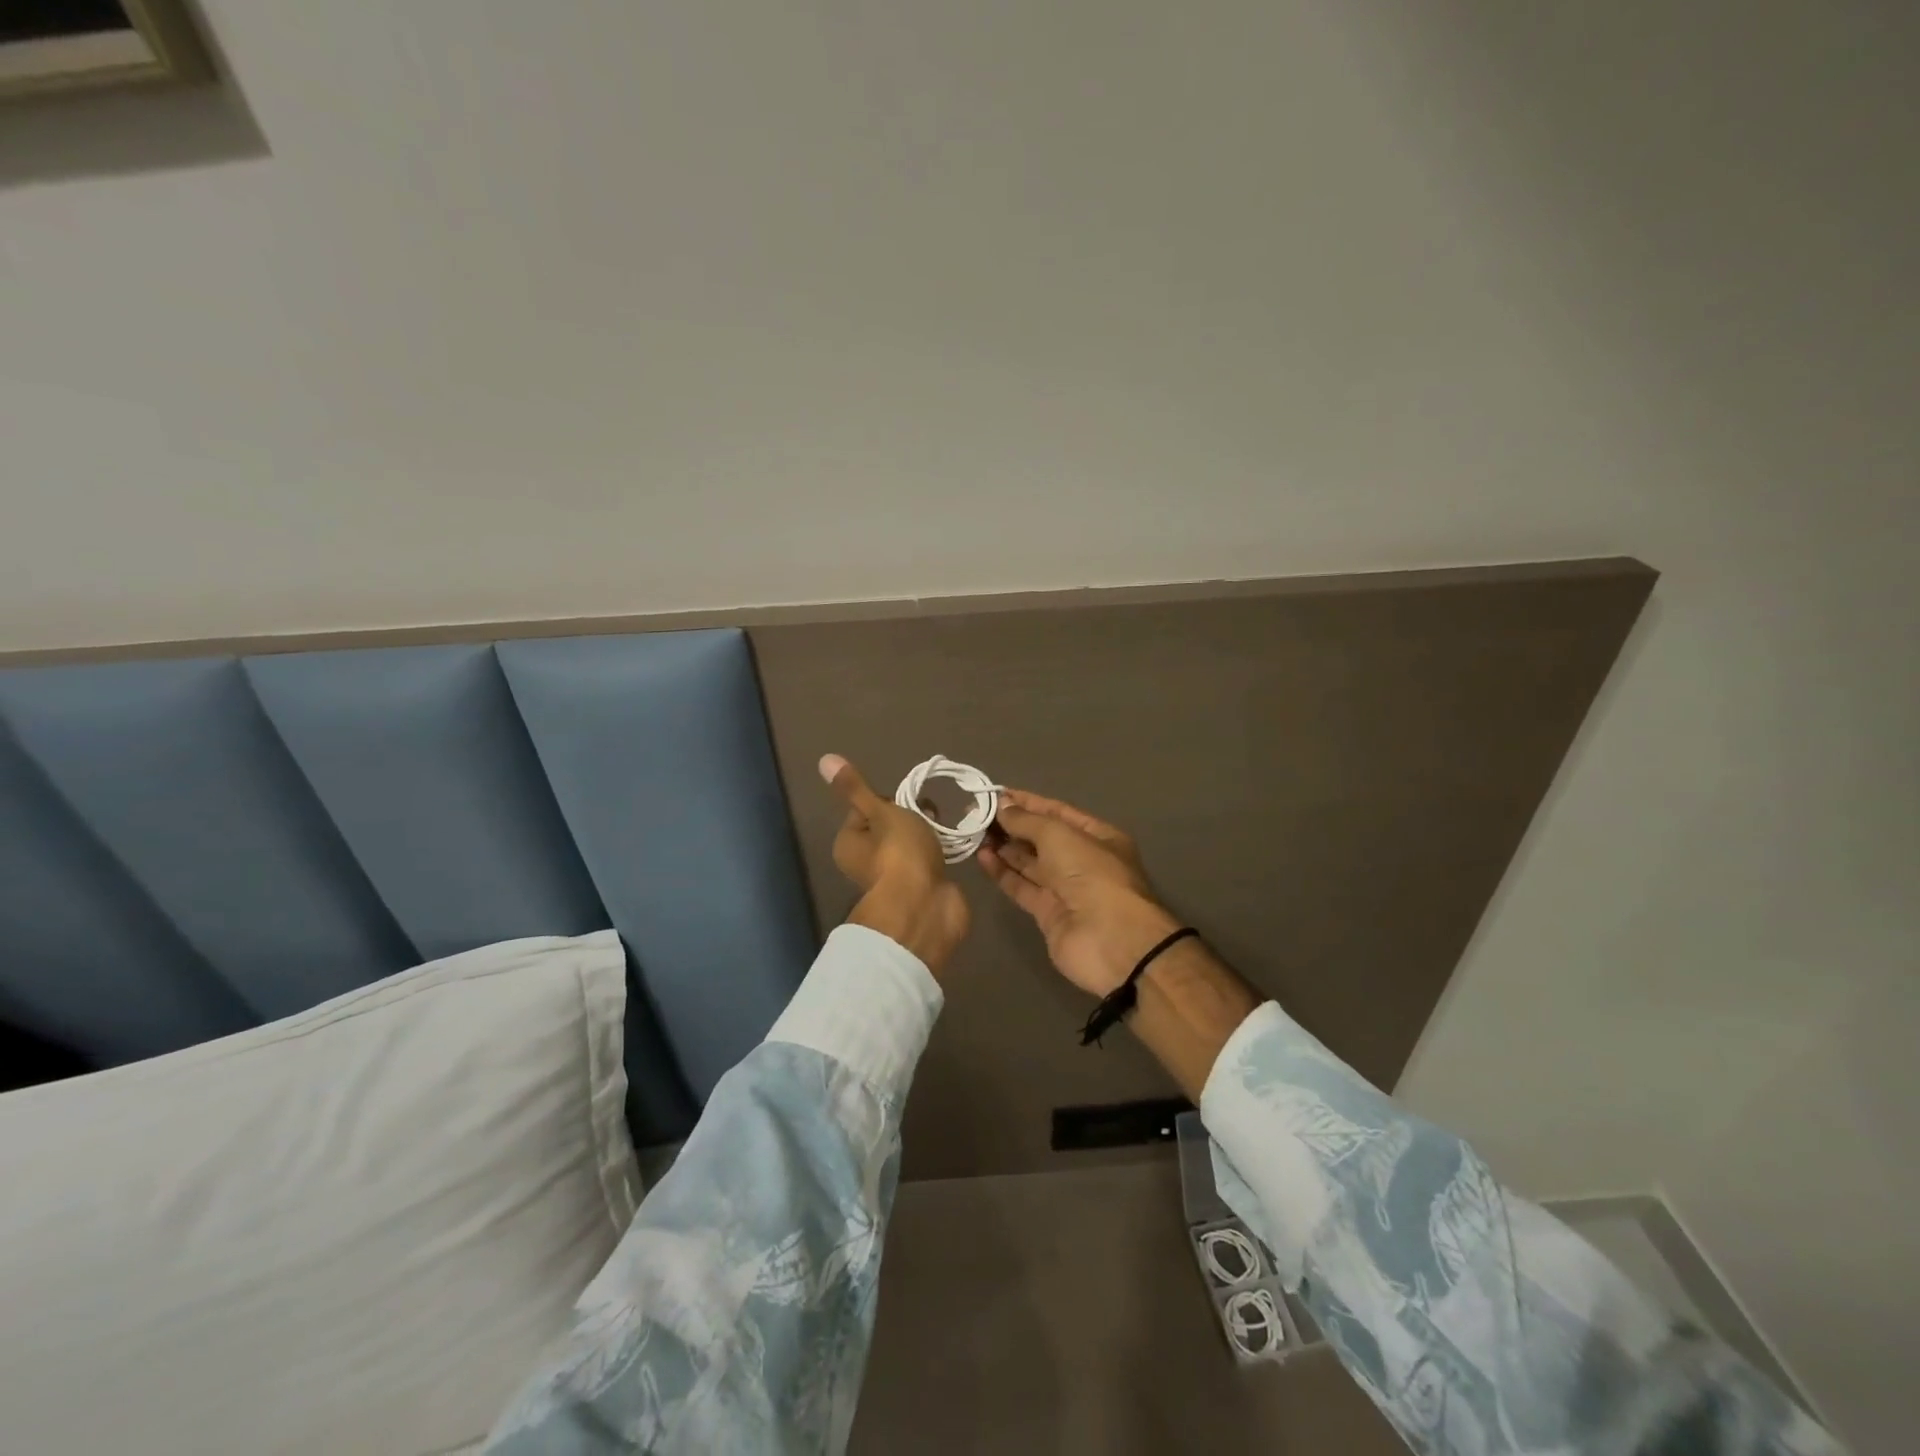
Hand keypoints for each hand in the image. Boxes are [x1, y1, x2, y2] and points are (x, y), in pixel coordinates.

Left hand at [820, 753, 969, 977]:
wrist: (926, 905)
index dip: (888, 800)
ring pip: (911, 843)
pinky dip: (939, 852)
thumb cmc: (898, 852)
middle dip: (912, 817)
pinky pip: (928, 860)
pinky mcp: (919, 887)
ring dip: (928, 834)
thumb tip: (825, 760)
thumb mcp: (878, 811)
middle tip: (928, 817)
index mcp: (848, 843)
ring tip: (943, 831)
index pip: (866, 808)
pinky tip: (952, 848)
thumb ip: (856, 788)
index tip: (905, 803)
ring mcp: (894, 876)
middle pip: (890, 825)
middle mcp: (865, 861)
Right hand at [976, 789, 1182, 997]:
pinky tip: (982, 857)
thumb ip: (1027, 820)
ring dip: (1003, 847)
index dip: (1026, 803)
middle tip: (976, 814)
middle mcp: (1082, 860)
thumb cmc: (1092, 874)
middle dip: (1012, 825)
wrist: (1110, 941)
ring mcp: (1065, 889)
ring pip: (1029, 862)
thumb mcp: (1059, 835)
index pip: (1056, 812)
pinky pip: (1022, 886)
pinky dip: (1002, 872)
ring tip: (972, 832)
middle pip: (1041, 837)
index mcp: (1097, 836)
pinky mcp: (1048, 913)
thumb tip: (1002, 805)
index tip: (994, 794)